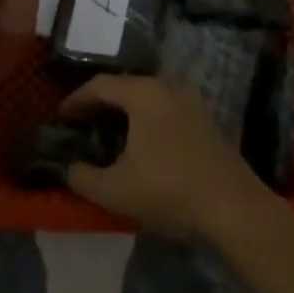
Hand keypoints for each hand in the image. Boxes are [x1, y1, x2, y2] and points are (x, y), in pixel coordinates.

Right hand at [60, 75, 271, 240]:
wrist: (232, 206)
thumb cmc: (169, 190)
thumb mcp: (116, 191)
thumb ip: (83, 177)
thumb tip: (70, 168)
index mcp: (144, 93)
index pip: (101, 85)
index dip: (77, 99)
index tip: (61, 116)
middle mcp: (167, 86)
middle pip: (125, 86)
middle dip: (101, 103)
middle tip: (81, 122)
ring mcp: (190, 100)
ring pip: (147, 97)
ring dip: (125, 111)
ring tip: (107, 132)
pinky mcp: (204, 118)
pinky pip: (165, 108)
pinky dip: (146, 119)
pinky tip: (141, 143)